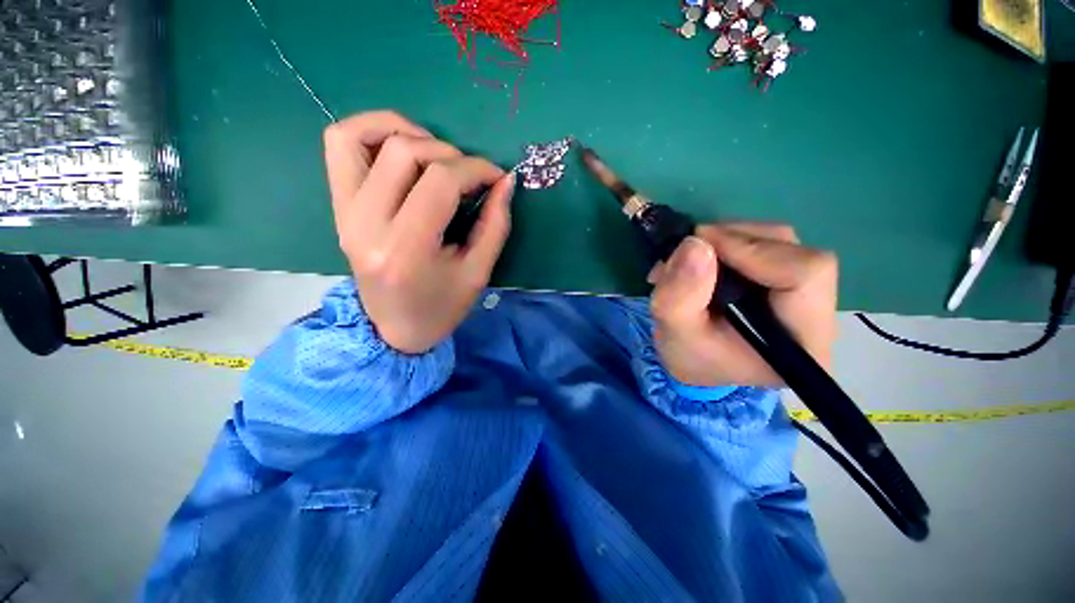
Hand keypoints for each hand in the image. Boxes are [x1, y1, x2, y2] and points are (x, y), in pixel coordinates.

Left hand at [323, 111, 515, 353]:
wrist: (394, 329)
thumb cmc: (442, 307)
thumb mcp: (478, 272)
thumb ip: (495, 224)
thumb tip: (505, 181)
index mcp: (406, 250)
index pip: (440, 182)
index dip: (476, 169)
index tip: (496, 177)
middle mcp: (366, 225)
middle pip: (405, 152)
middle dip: (451, 154)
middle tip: (470, 176)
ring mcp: (345, 212)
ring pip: (361, 136)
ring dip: (407, 132)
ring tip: (436, 156)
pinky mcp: (338, 207)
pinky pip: (341, 145)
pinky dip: (372, 132)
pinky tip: (402, 150)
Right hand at [649, 223, 837, 387]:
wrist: (696, 361)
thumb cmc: (690, 356)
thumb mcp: (675, 332)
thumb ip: (679, 295)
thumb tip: (695, 244)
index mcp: (803, 341)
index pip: (805, 272)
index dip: (751, 250)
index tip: (698, 247)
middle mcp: (817, 313)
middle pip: (791, 249)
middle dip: (731, 241)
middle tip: (685, 252)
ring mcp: (806, 292)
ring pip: (777, 240)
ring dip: (725, 239)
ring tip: (687, 260)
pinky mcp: (787, 278)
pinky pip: (765, 242)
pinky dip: (727, 242)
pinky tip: (701, 259)